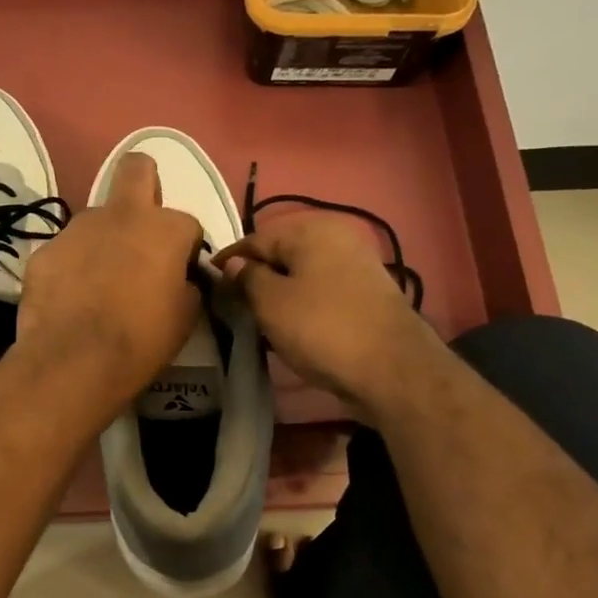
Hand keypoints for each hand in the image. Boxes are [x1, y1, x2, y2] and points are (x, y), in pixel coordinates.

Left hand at [16, 153, 202, 411]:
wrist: (74, 361)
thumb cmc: (141, 340)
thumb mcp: (184, 317)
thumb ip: (186, 285)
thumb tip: (179, 279)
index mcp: (164, 228)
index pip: (187, 224)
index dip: (185, 249)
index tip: (179, 275)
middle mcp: (120, 215)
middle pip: (136, 169)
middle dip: (145, 184)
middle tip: (141, 228)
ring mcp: (75, 229)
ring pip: (95, 220)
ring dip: (102, 241)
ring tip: (97, 284)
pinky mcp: (43, 252)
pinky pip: (64, 252)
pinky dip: (70, 268)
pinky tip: (69, 299)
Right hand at [215, 212, 429, 411]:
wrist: (391, 368)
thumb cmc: (321, 328)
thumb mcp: (271, 302)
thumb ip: (246, 278)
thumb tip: (234, 264)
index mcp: (311, 229)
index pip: (255, 240)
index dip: (228, 261)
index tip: (207, 282)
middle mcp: (337, 236)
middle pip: (281, 254)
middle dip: (255, 276)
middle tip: (230, 303)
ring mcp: (356, 264)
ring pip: (302, 273)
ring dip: (278, 292)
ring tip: (256, 317)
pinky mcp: (366, 292)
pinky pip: (321, 290)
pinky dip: (302, 303)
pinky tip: (290, 325)